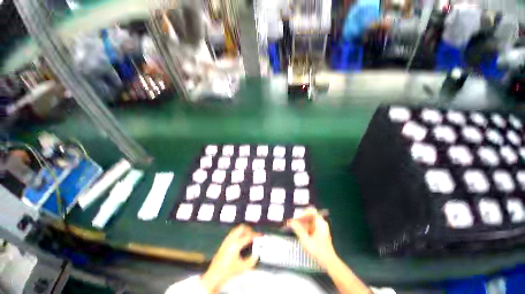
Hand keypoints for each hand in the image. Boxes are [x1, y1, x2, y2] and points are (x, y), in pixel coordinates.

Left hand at [201, 225, 260, 293]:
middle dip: (249, 230)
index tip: (261, 235)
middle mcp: (231, 239)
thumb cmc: (228, 272)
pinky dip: (239, 233)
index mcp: (236, 244)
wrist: (214, 276)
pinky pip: (233, 233)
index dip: (256, 235)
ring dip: (244, 231)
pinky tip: (241, 240)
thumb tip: (257, 254)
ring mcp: (226, 240)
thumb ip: (252, 261)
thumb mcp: (242, 268)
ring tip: (249, 237)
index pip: (248, 236)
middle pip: (242, 228)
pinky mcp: (224, 242)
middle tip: (254, 235)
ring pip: (237, 229)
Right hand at [287, 207, 338, 268]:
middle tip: (292, 223)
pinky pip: (311, 226)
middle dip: (301, 219)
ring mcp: (321, 228)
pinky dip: (305, 228)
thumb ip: (298, 229)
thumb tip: (290, 221)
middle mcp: (321, 223)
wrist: (329, 263)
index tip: (296, 218)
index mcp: (320, 222)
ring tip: (294, 227)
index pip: (311, 211)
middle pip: (310, 216)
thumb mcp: (306, 240)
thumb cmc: (318, 251)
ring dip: (302, 223)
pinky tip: (300, 232)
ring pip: (310, 221)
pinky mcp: (320, 233)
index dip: (303, 213)